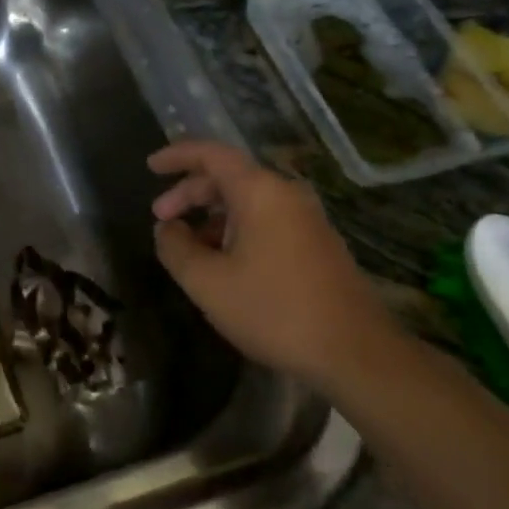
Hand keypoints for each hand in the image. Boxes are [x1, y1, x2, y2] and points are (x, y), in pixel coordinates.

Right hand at [149, 140, 396, 385]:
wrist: (357, 354)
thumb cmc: (275, 311)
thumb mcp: (208, 283)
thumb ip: (176, 248)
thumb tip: (166, 228)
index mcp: (260, 191)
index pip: (211, 153)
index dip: (177, 155)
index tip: (150, 166)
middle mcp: (286, 194)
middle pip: (228, 175)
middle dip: (190, 192)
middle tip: (161, 217)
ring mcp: (306, 218)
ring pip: (248, 200)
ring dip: (212, 214)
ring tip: (189, 246)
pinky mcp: (318, 243)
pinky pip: (267, 219)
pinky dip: (237, 228)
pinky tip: (224, 262)